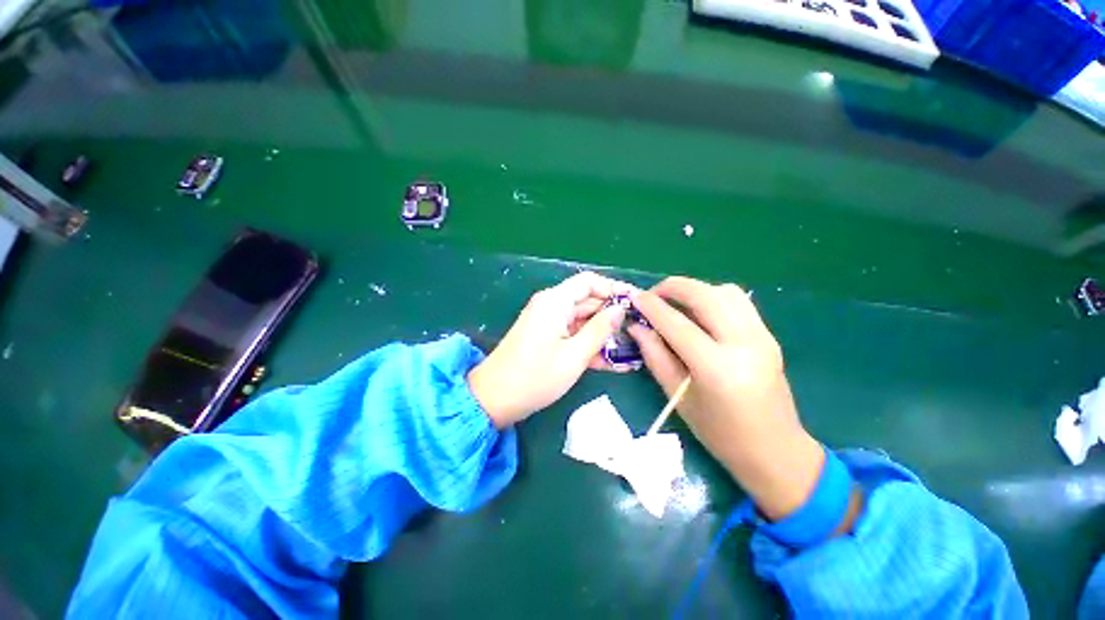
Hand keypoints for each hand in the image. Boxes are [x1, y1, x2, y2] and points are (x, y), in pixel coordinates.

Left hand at [468, 272, 634, 427]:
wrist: (494, 399)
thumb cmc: (535, 376)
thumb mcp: (575, 355)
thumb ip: (600, 329)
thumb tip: (620, 309)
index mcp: (555, 301)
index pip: (589, 282)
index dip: (614, 288)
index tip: (637, 302)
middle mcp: (551, 306)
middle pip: (588, 301)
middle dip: (613, 314)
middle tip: (639, 329)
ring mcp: (548, 323)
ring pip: (583, 320)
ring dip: (603, 333)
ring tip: (631, 348)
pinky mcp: (546, 338)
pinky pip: (573, 334)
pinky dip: (589, 344)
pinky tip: (611, 361)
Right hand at [629, 277, 825, 520]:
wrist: (775, 450)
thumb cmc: (719, 433)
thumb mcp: (678, 395)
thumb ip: (654, 356)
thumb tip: (636, 327)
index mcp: (717, 367)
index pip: (677, 323)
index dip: (651, 307)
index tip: (634, 298)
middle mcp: (744, 343)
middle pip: (705, 295)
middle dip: (672, 287)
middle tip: (652, 296)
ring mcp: (762, 336)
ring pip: (724, 291)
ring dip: (694, 289)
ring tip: (674, 303)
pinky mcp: (768, 335)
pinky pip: (738, 302)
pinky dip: (712, 297)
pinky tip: (699, 313)